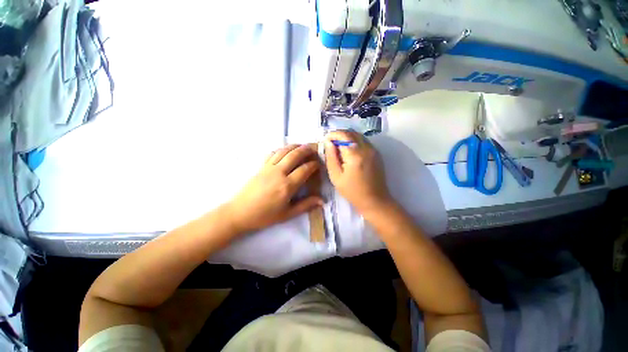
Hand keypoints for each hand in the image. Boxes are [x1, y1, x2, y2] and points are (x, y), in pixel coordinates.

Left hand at [226, 144, 322, 233]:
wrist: (240, 212)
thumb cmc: (265, 216)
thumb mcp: (287, 214)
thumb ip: (305, 205)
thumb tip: (322, 201)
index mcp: (287, 185)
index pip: (304, 170)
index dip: (313, 165)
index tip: (318, 163)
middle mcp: (279, 173)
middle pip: (295, 155)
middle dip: (306, 150)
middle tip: (313, 148)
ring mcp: (268, 168)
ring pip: (284, 151)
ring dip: (294, 146)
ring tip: (302, 145)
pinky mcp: (261, 166)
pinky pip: (272, 153)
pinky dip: (281, 149)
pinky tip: (285, 150)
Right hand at [324, 130, 392, 212]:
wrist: (374, 200)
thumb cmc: (352, 191)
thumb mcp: (336, 176)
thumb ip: (331, 157)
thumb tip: (328, 142)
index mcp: (355, 155)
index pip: (343, 135)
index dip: (332, 134)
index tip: (325, 140)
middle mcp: (366, 148)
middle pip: (351, 132)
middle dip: (339, 134)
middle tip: (330, 143)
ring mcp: (373, 150)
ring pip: (358, 135)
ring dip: (347, 137)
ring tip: (338, 146)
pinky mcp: (377, 153)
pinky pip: (364, 141)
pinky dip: (354, 141)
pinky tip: (349, 150)